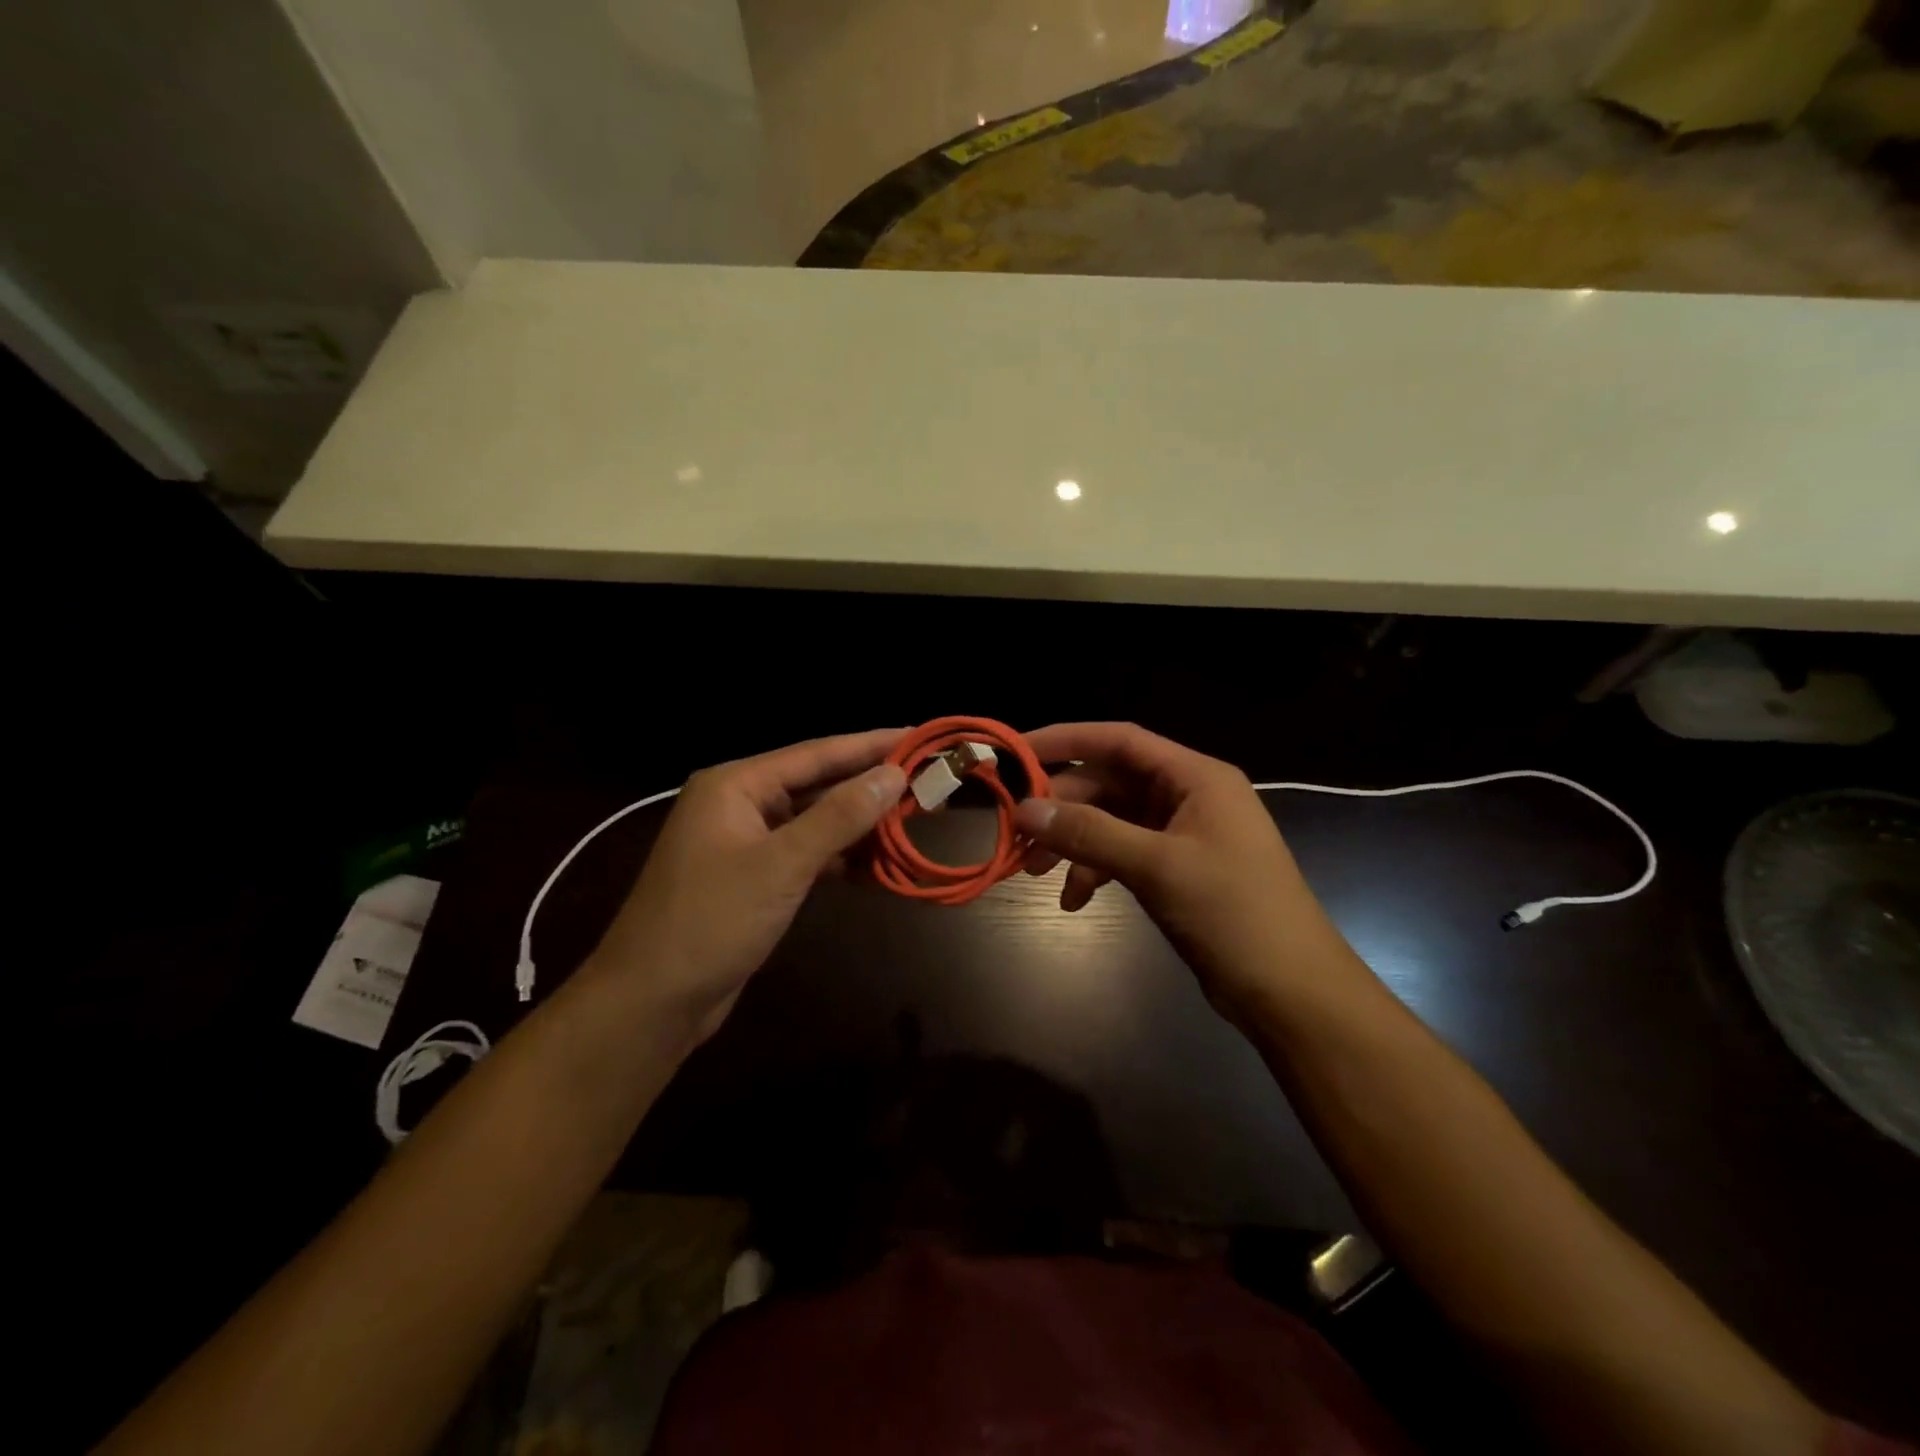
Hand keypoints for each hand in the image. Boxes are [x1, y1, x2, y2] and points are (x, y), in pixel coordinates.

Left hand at [585, 729, 906, 1046]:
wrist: (652, 1002)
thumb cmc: (711, 921)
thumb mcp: (782, 864)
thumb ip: (839, 817)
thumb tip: (894, 775)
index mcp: (736, 785)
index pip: (817, 753)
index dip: (871, 745)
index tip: (919, 736)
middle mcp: (740, 804)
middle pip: (818, 785)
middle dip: (871, 786)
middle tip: (928, 780)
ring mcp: (747, 842)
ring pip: (816, 822)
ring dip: (860, 825)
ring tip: (915, 818)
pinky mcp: (755, 878)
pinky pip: (808, 854)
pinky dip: (841, 858)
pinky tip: (879, 863)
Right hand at [1013, 723, 1362, 1022]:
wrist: (1291, 991)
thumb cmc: (1233, 913)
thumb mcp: (1156, 866)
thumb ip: (1089, 833)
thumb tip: (1024, 809)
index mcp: (1196, 777)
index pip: (1119, 740)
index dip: (1065, 740)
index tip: (1015, 753)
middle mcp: (1188, 796)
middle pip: (1110, 782)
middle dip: (1063, 806)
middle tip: (1018, 831)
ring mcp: (1183, 834)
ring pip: (1111, 821)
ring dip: (1074, 842)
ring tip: (1035, 873)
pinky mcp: (1177, 869)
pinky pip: (1123, 853)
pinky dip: (1095, 870)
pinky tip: (1074, 899)